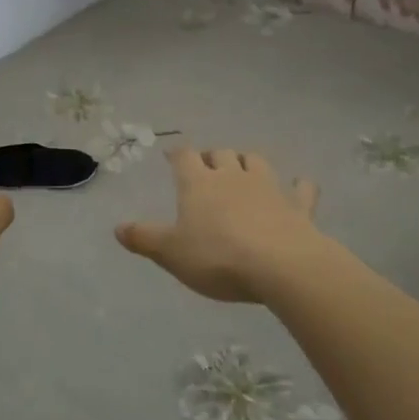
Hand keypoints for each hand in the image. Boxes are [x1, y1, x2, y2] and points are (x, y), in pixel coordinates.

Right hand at [116, 148, 328, 302]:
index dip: (177, 155)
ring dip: (247, 161)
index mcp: (198, 184)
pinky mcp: (298, 206)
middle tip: (206, 166)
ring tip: (242, 168)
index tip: (172, 156)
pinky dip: (299, 186)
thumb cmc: (218, 257)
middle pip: (220, 153)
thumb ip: (144, 238)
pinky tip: (299, 186)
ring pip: (256, 161)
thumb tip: (117, 228)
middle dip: (211, 156)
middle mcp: (232, 176)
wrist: (281, 265)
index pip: (184, 157)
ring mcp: (268, 188)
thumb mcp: (171, 253)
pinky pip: (301, 189)